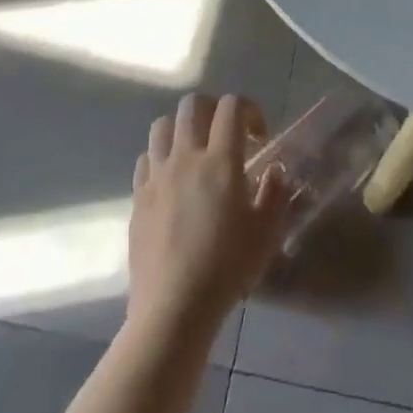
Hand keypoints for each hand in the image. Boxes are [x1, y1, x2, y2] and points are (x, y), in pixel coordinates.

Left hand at [127, 93, 289, 336]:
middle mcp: (186, 157)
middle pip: (192, 104)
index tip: (258, 135)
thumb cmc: (226, 268)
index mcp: (220, 160)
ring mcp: (157, 175)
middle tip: (225, 134)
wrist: (173, 309)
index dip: (249, 109)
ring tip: (194, 151)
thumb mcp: (266, 232)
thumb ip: (274, 193)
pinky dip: (159, 159)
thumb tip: (274, 171)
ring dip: (181, 128)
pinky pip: (146, 160)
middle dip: (212, 108)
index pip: (232, 106)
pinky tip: (170, 181)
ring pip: (163, 125)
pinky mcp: (138, 197)